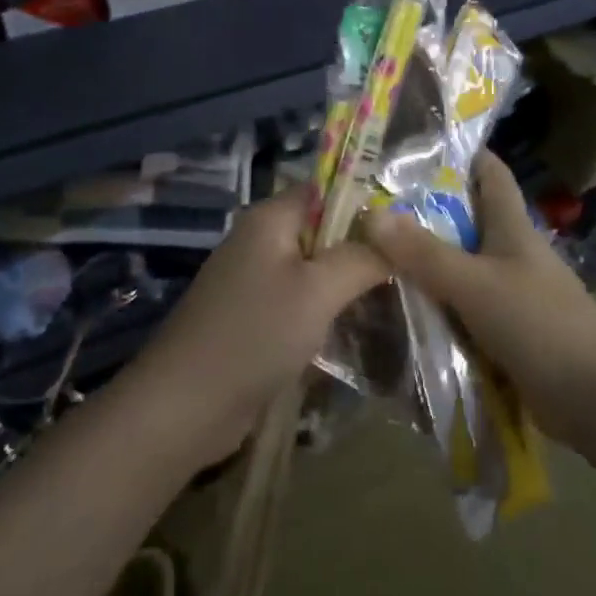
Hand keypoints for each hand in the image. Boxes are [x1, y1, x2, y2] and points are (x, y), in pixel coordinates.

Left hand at [128, 189, 386, 461]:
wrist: (185, 407)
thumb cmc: (255, 334)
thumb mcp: (318, 291)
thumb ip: (361, 257)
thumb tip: (397, 235)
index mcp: (270, 218)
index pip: (328, 189)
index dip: (367, 202)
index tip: (408, 229)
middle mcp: (261, 240)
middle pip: (324, 229)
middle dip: (363, 247)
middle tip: (410, 268)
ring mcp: (255, 279)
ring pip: (315, 268)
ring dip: (348, 282)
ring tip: (395, 297)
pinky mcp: (255, 316)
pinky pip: (301, 299)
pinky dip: (327, 308)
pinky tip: (359, 327)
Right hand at [359, 151, 595, 451]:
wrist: (595, 399)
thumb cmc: (539, 324)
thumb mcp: (474, 284)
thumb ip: (424, 253)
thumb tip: (371, 216)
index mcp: (513, 227)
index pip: (489, 172)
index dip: (459, 154)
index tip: (414, 147)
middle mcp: (513, 252)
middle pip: (468, 219)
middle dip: (426, 212)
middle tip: (373, 207)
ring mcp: (513, 291)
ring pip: (463, 265)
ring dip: (428, 262)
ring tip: (376, 256)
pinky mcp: (509, 329)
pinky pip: (465, 306)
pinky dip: (439, 303)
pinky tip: (405, 308)